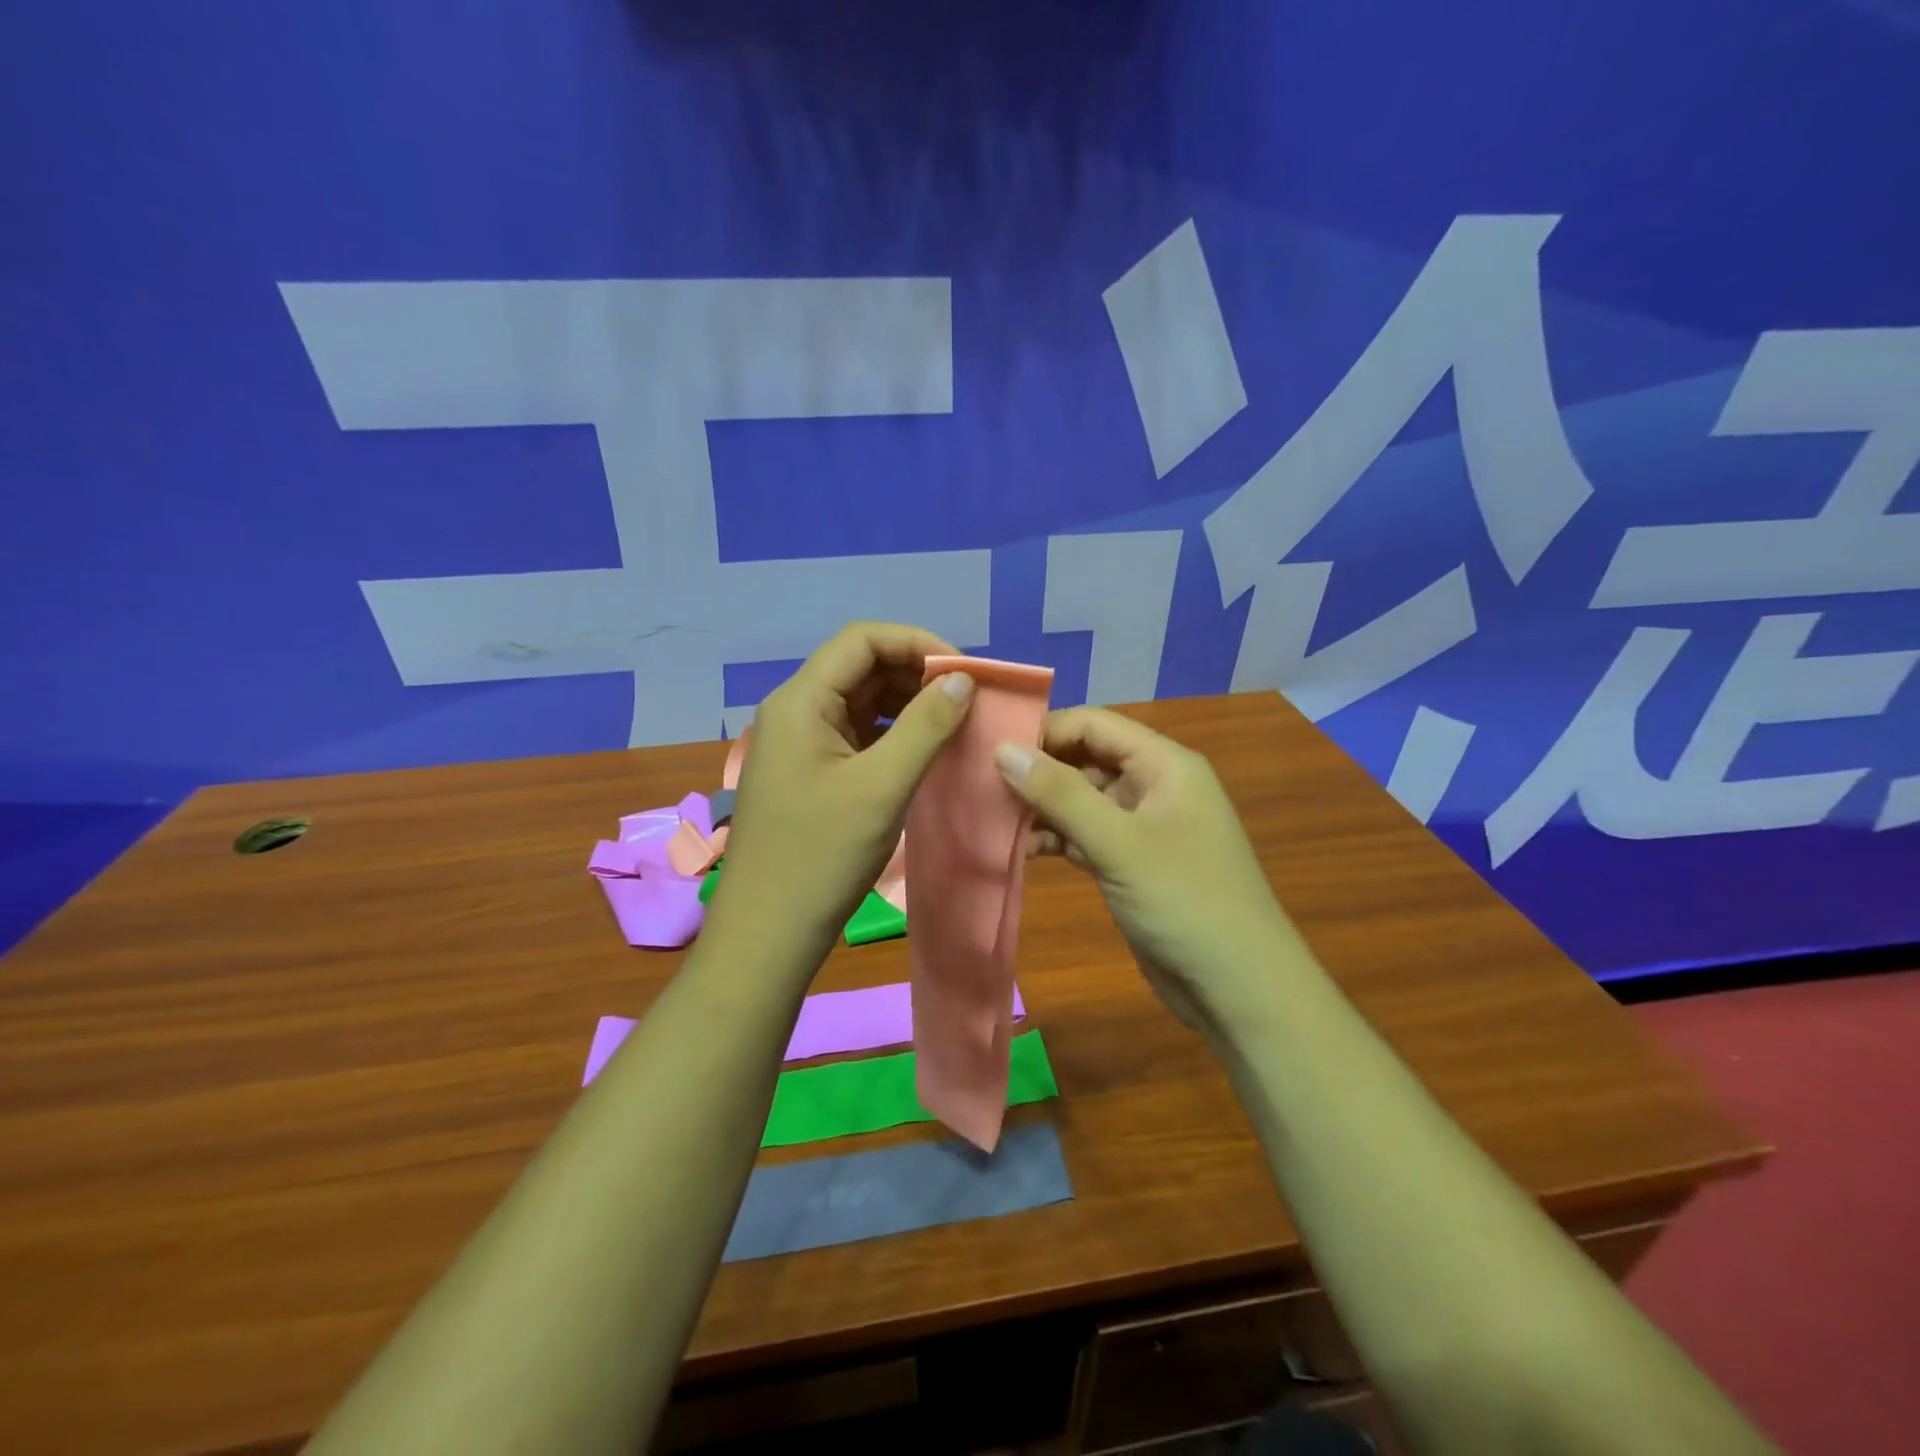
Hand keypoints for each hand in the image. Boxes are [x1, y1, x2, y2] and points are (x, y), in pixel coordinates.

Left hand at [712, 622, 975, 951]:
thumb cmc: (822, 855)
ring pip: (859, 701)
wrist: (768, 930)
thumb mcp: (881, 786)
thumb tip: (962, 680)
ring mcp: (799, 743)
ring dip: (906, 704)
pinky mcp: (809, 771)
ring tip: (952, 723)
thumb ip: (925, 726)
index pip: (862, 640)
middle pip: (860, 666)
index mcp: (801, 701)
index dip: (916, 643)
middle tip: (966, 699)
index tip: (963, 672)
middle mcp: (795, 711)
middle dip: (915, 674)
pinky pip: (855, 734)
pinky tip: (923, 750)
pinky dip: (891, 733)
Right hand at [995, 707, 1307, 1037]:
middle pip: (1086, 759)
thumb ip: (1059, 793)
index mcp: (1164, 764)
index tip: (991, 749)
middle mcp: (1154, 785)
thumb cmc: (1184, 901)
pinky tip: (1022, 848)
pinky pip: (1086, 834)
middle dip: (1038, 770)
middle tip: (981, 784)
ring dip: (1043, 807)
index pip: (1094, 724)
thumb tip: (1003, 749)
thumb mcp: (1118, 842)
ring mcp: (1144, 826)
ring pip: (1082, 799)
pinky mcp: (1132, 862)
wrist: (1237, 987)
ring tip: (993, 817)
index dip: (1044, 731)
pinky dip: (1057, 837)